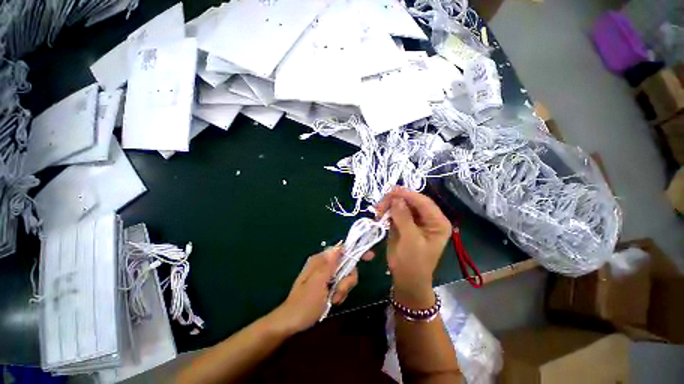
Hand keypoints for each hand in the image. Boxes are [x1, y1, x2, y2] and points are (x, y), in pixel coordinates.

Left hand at [271, 246, 372, 333]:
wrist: (291, 322)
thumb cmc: (304, 304)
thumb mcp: (318, 283)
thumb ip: (329, 265)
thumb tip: (339, 247)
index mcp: (320, 260)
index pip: (341, 250)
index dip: (355, 252)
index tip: (370, 257)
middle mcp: (324, 265)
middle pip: (346, 265)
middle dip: (346, 280)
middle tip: (338, 291)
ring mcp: (326, 275)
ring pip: (345, 277)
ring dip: (343, 289)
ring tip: (333, 299)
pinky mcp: (328, 285)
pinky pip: (341, 286)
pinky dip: (340, 294)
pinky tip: (332, 301)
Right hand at [376, 187, 451, 307]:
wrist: (406, 279)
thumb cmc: (413, 263)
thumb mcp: (410, 240)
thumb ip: (404, 218)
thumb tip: (396, 199)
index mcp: (437, 222)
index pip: (423, 202)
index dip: (407, 195)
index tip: (391, 191)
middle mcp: (428, 218)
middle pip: (411, 201)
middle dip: (395, 200)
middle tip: (380, 204)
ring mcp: (415, 220)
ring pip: (401, 205)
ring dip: (388, 205)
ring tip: (377, 210)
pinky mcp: (404, 223)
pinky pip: (395, 212)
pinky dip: (386, 211)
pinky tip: (379, 214)